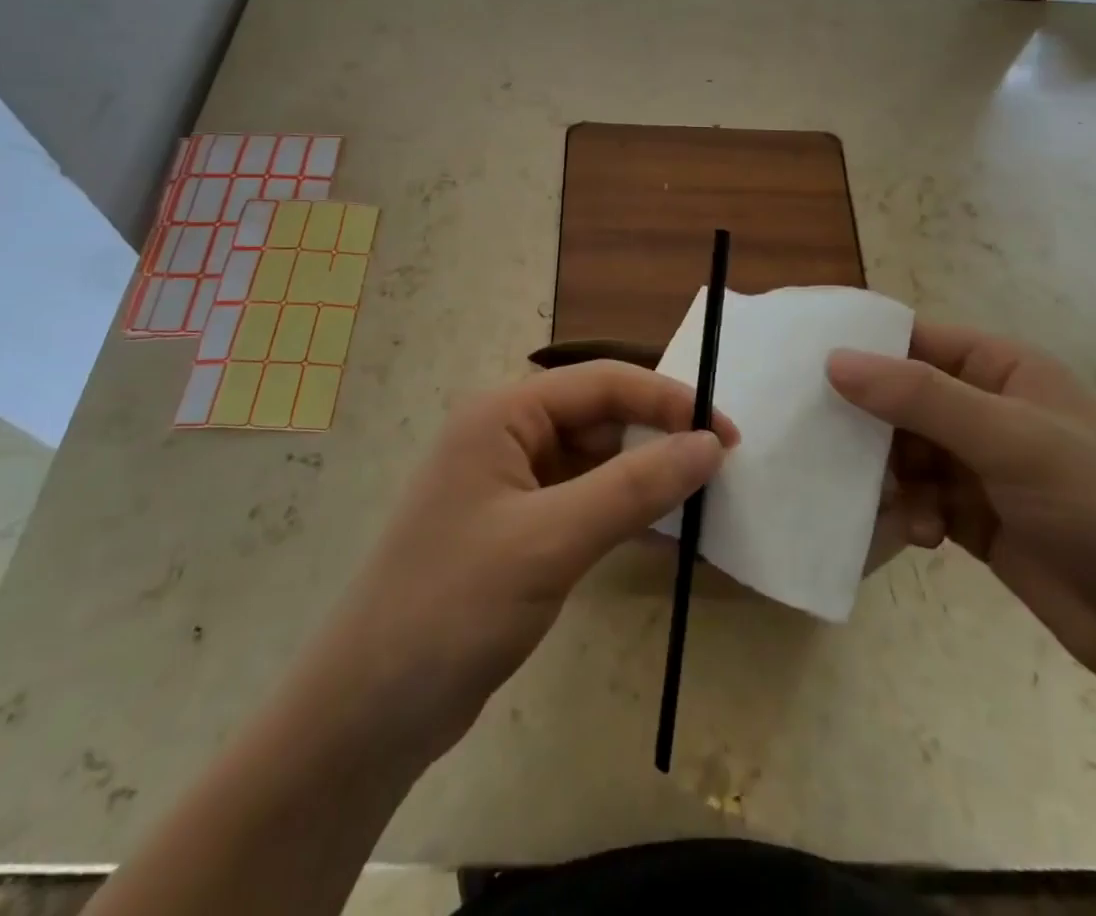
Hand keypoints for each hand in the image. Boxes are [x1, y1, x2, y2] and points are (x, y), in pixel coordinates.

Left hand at [315, 362, 736, 763]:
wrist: (368, 712)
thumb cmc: (454, 606)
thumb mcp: (551, 541)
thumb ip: (634, 488)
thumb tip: (710, 444)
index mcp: (503, 413)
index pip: (602, 383)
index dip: (668, 399)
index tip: (727, 433)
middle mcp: (506, 435)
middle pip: (600, 416)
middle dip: (659, 435)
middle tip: (722, 467)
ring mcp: (511, 484)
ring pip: (596, 461)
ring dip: (645, 475)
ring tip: (704, 497)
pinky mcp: (518, 529)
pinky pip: (584, 501)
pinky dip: (623, 511)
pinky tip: (665, 531)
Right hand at [830, 323, 1095, 697]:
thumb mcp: (1012, 440)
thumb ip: (920, 397)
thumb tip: (834, 359)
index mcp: (1001, 369)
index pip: (913, 340)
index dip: (861, 349)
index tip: (801, 364)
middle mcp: (985, 409)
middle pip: (899, 398)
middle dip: (866, 422)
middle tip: (823, 443)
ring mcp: (979, 465)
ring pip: (901, 452)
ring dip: (888, 476)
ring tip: (890, 503)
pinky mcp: (973, 517)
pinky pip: (917, 500)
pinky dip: (910, 514)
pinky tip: (925, 537)